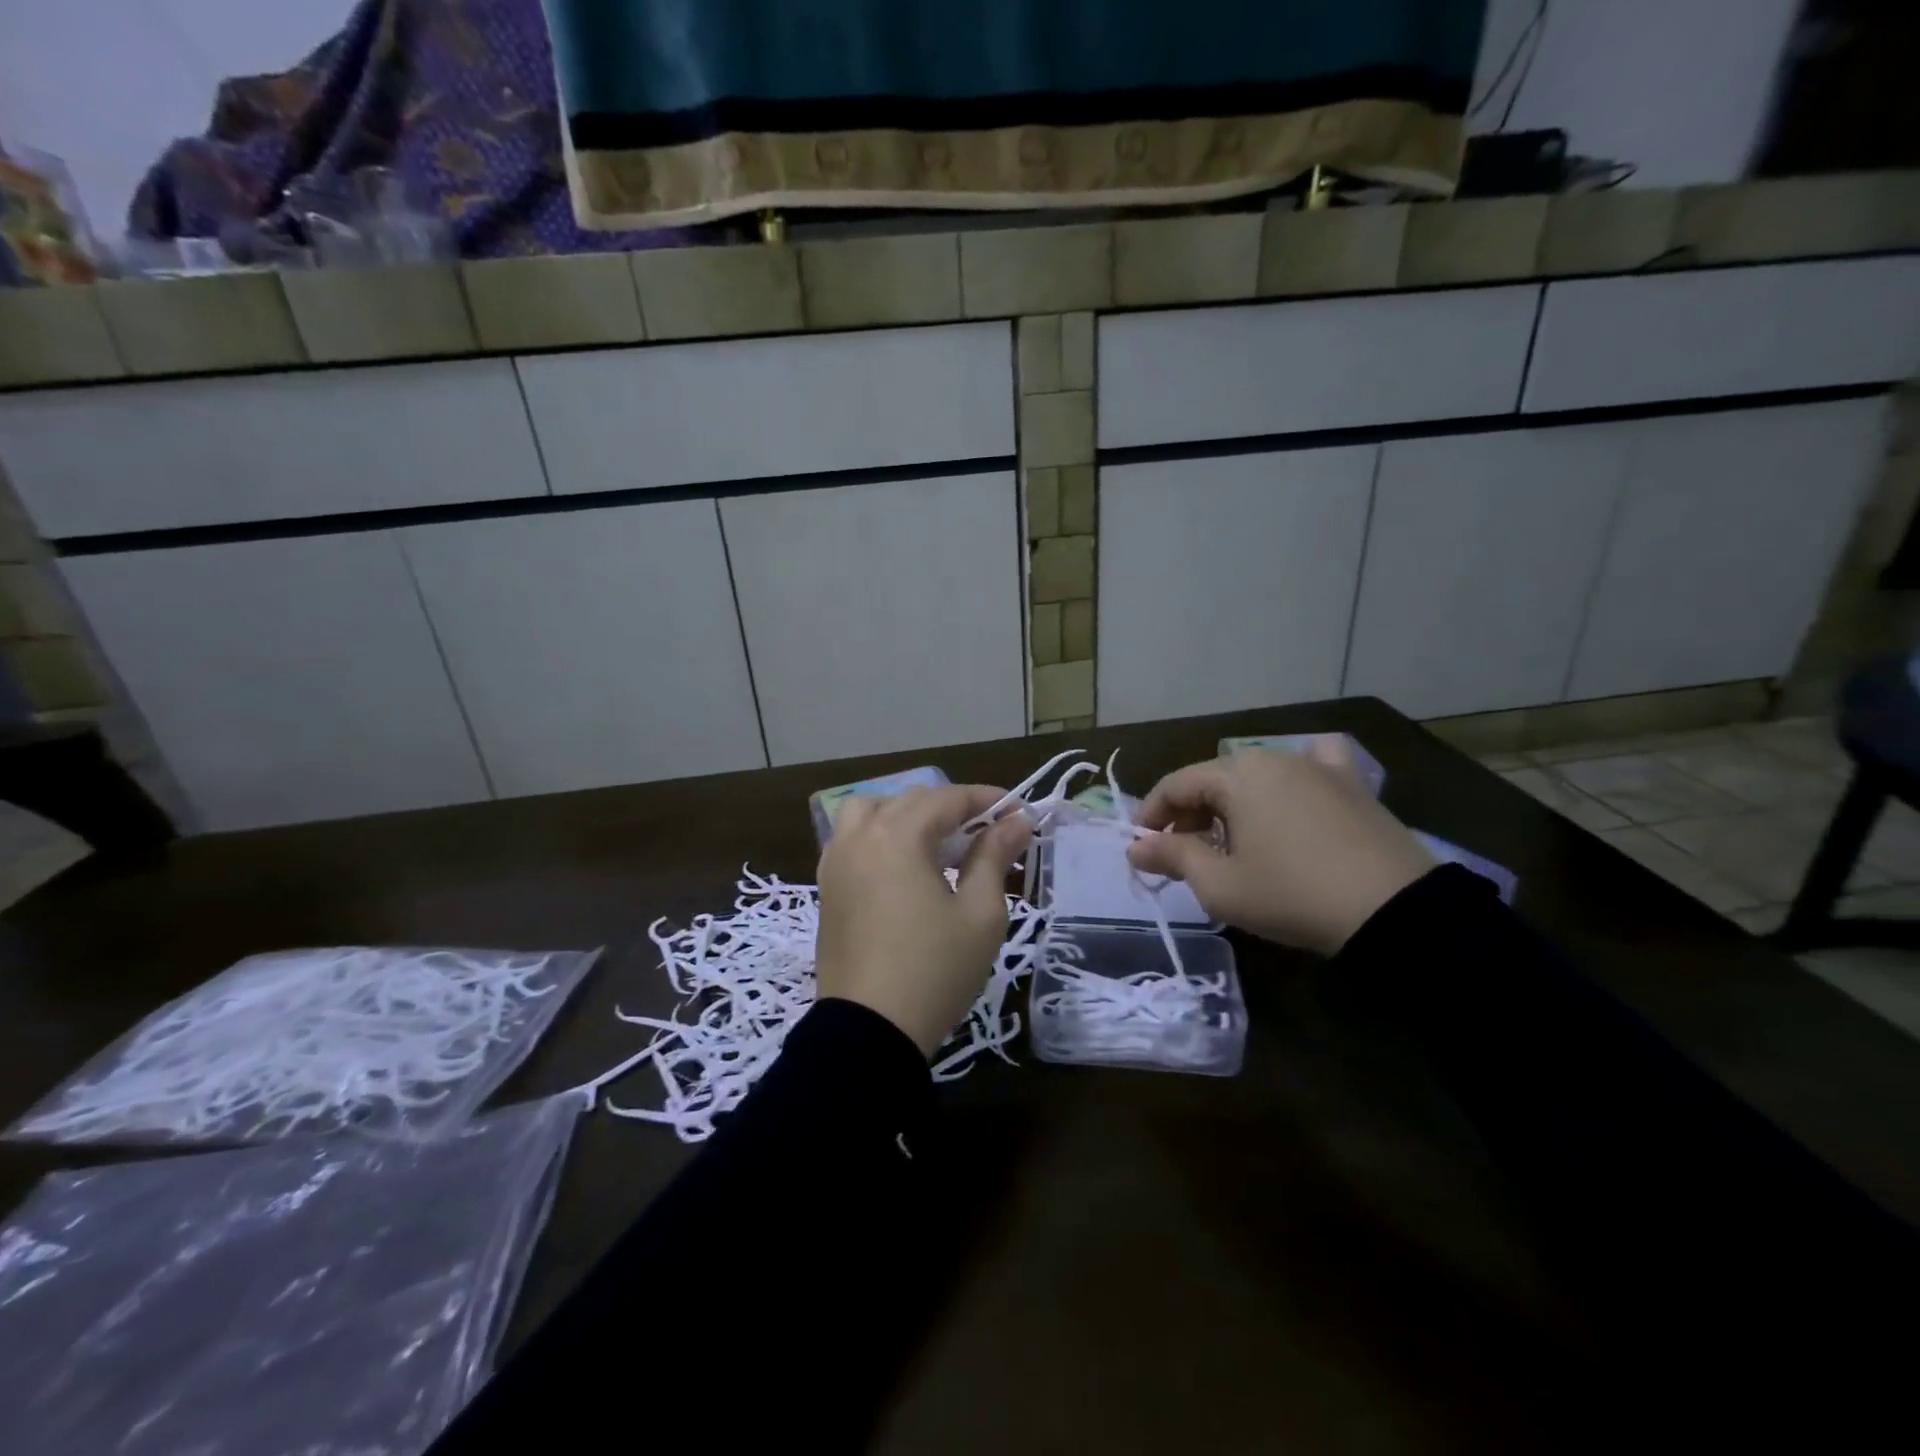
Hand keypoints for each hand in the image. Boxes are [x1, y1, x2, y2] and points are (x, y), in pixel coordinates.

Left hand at [816, 785, 1030, 1056]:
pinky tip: (900, 863)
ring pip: (871, 811)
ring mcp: (836, 861)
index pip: (948, 799)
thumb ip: (995, 857)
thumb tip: (1016, 821)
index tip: (1019, 813)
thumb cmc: (934, 970)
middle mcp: (860, 837)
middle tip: (989, 832)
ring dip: (907, 814)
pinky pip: (851, 839)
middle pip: (911, 800)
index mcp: (897, 836)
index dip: (987, 800)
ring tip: (937, 841)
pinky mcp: (827, 887)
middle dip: (953, 808)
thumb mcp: (980, 914)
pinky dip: (878, 834)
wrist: (869, 1032)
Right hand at [1127, 738, 1434, 955]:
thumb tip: (1135, 847)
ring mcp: (1318, 766)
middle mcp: (1273, 757)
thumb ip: (1173, 858)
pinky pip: (1314, 767)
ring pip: (1257, 777)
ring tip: (1233, 841)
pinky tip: (1297, 794)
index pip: (1176, 785)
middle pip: (1214, 779)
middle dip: (1190, 814)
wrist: (1393, 911)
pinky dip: (1294, 779)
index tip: (1142, 847)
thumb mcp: (1220, 885)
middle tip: (1184, 853)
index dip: (1152, 815)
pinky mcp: (1353, 784)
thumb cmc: (1291, 895)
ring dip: (1233, 804)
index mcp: (1236, 775)